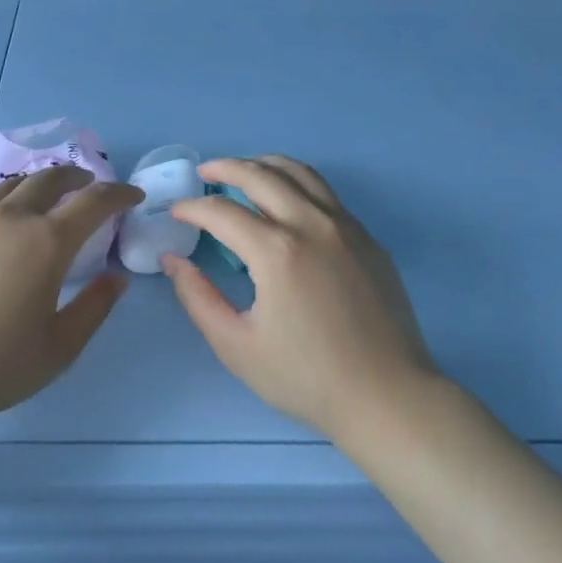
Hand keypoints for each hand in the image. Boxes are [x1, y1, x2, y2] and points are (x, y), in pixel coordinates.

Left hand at [0, 166, 141, 431]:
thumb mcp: (61, 346)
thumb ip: (95, 307)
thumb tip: (116, 278)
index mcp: (47, 242)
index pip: (94, 202)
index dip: (119, 194)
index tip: (133, 196)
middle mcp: (10, 218)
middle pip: (48, 180)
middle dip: (75, 178)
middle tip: (87, 185)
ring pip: (7, 186)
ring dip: (33, 185)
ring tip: (40, 196)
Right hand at [163, 156, 437, 441]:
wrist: (388, 398)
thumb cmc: (307, 377)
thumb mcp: (237, 346)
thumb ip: (198, 298)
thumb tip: (173, 261)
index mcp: (277, 251)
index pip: (221, 212)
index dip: (192, 208)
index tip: (176, 213)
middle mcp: (311, 225)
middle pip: (260, 175)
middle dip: (225, 167)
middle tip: (204, 172)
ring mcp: (345, 227)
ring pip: (299, 173)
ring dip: (264, 164)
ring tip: (243, 170)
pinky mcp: (367, 238)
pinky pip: (325, 193)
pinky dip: (296, 182)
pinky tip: (286, 200)